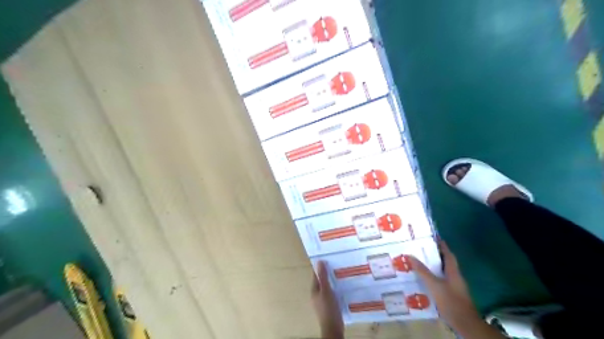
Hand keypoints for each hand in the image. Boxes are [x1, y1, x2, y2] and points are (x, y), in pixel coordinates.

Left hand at [311, 261, 344, 337]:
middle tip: (336, 265)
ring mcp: (323, 301)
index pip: (316, 275)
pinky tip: (342, 287)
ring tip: (340, 274)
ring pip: (327, 287)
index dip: (320, 267)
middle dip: (327, 274)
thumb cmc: (328, 308)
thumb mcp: (326, 290)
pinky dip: (335, 289)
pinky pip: (331, 294)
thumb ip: (323, 277)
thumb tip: (319, 262)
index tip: (327, 259)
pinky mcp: (329, 306)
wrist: (333, 327)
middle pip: (321, 281)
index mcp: (314, 290)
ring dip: (332, 281)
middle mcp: (316, 295)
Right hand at [411, 241, 482, 330]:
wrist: (465, 324)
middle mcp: (455, 277)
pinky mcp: (452, 295)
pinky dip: (434, 277)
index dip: (442, 245)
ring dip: (434, 266)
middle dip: (435, 255)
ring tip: (420, 262)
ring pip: (443, 272)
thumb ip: (423, 271)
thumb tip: (410, 256)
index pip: (448, 254)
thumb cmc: (451, 301)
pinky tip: (425, 280)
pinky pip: (442, 281)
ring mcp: (455, 287)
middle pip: (446, 262)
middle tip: (422, 248)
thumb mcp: (434, 285)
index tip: (434, 237)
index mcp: (453, 272)